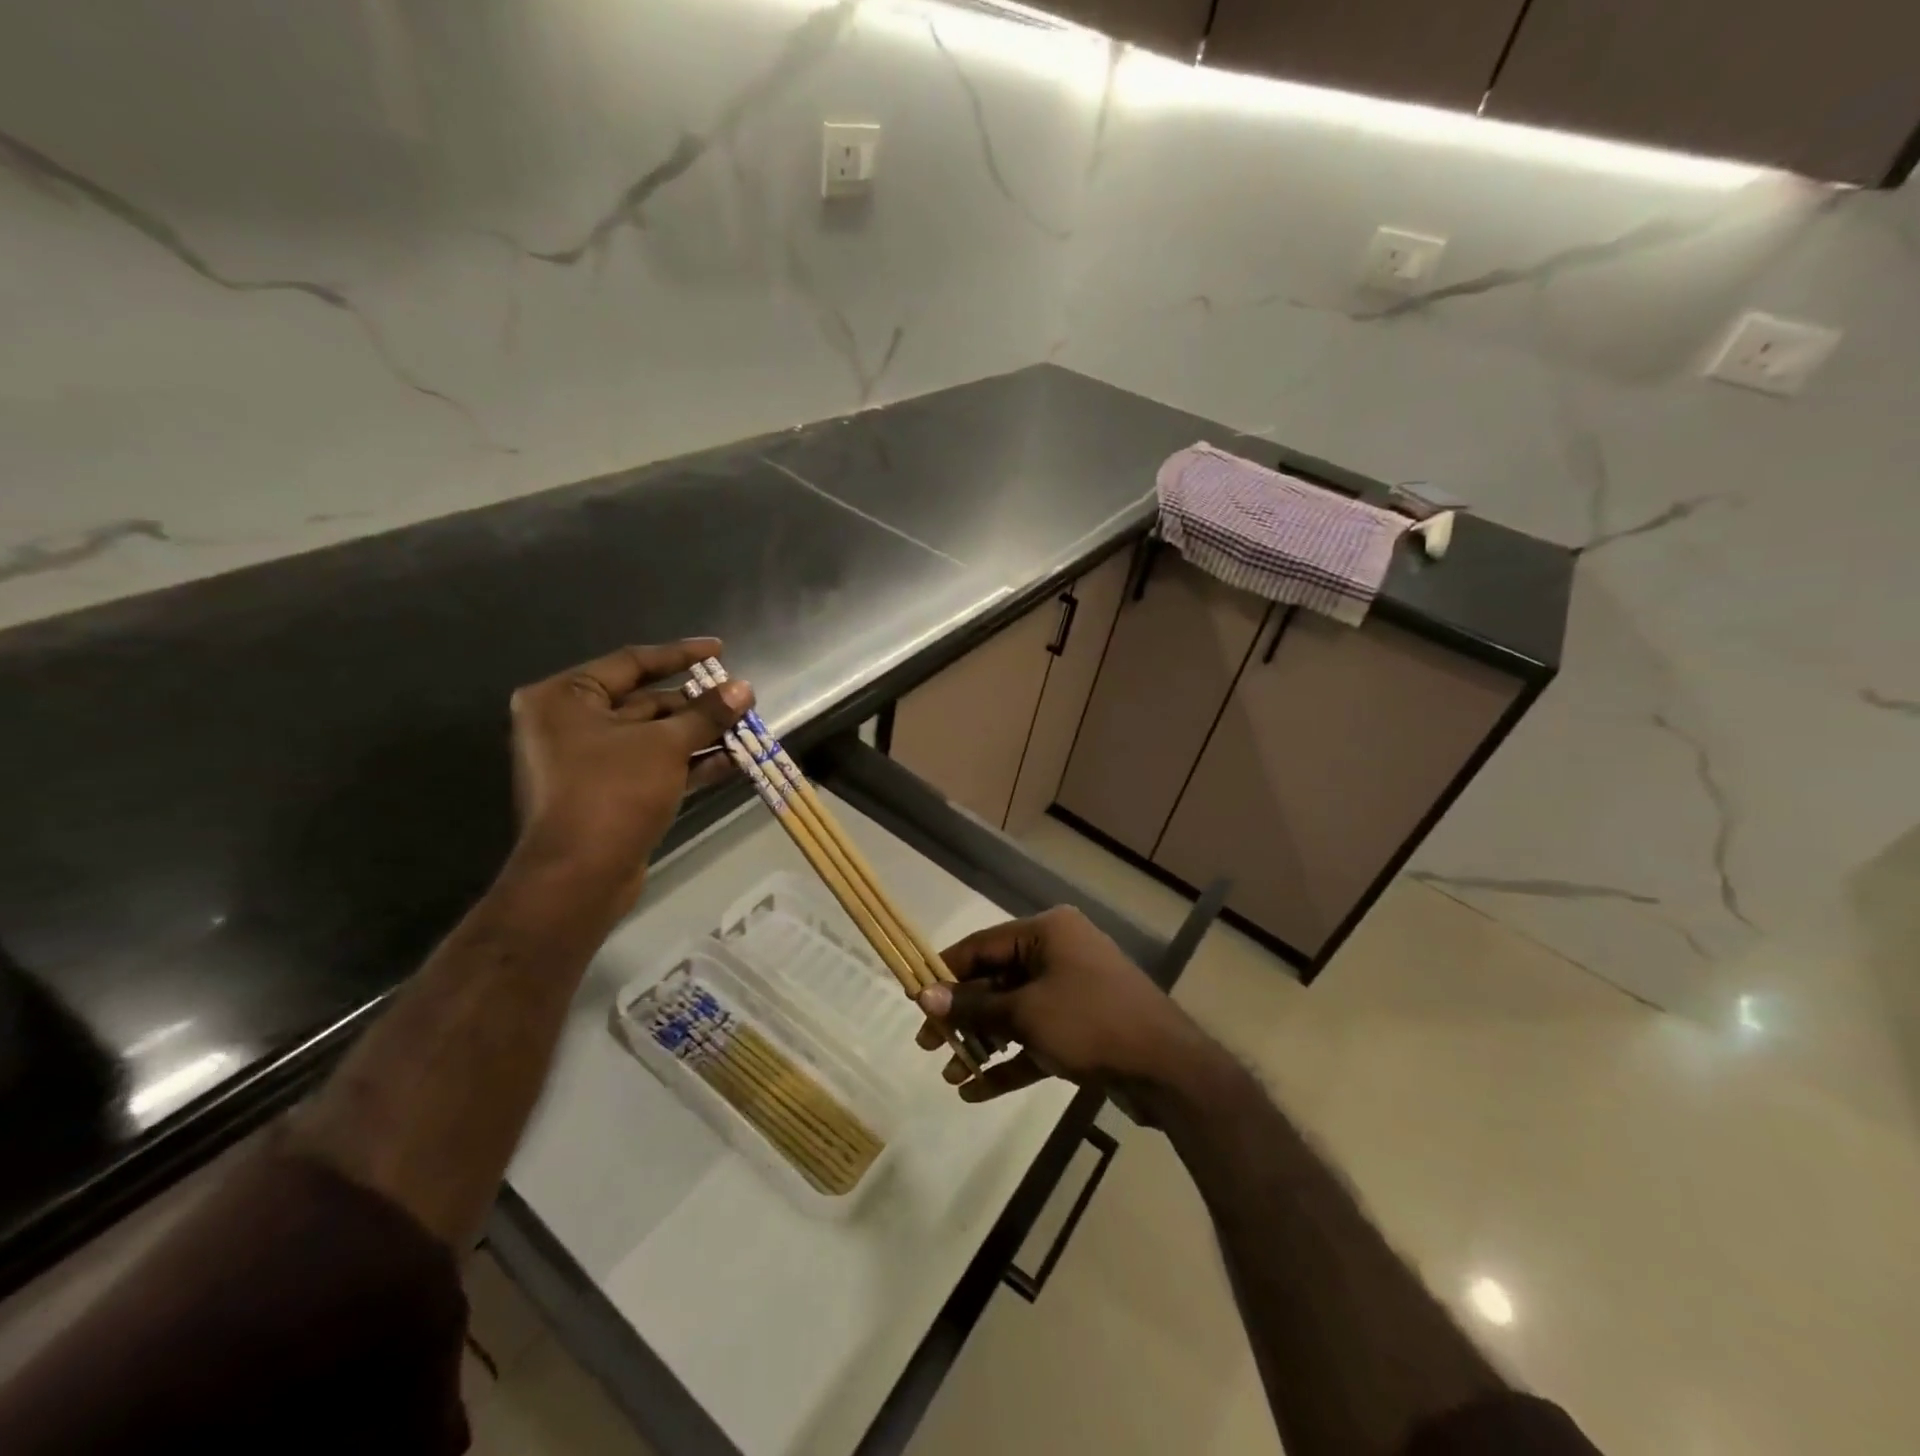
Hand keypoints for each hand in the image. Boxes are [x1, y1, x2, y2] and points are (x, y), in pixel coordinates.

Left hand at [508, 640, 751, 908]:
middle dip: (697, 704)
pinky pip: (654, 766)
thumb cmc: (613, 792)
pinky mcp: (609, 793)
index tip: (721, 650)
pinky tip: (734, 761)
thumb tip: (744, 689)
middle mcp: (571, 724)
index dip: (681, 655)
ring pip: (655, 737)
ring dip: (701, 735)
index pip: (632, 662)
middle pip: (646, 702)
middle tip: (740, 699)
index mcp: (565, 698)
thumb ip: (707, 714)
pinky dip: (690, 763)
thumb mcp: (666, 745)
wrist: (579, 877)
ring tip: (747, 729)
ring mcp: (589, 761)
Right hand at [914, 906, 1209, 1102]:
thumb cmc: (1090, 1022)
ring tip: (950, 1074)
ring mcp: (1071, 992)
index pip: (982, 946)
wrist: (1167, 1069)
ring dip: (984, 1043)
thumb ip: (974, 1007)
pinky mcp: (1082, 1029)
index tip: (914, 999)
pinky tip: (976, 1092)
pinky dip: (1010, 1062)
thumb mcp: (1025, 1013)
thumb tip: (925, 998)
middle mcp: (1058, 954)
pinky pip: (1036, 1040)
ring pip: (1014, 1014)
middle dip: (963, 1017)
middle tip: (928, 1046)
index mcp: (1047, 933)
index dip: (945, 973)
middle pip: (996, 981)